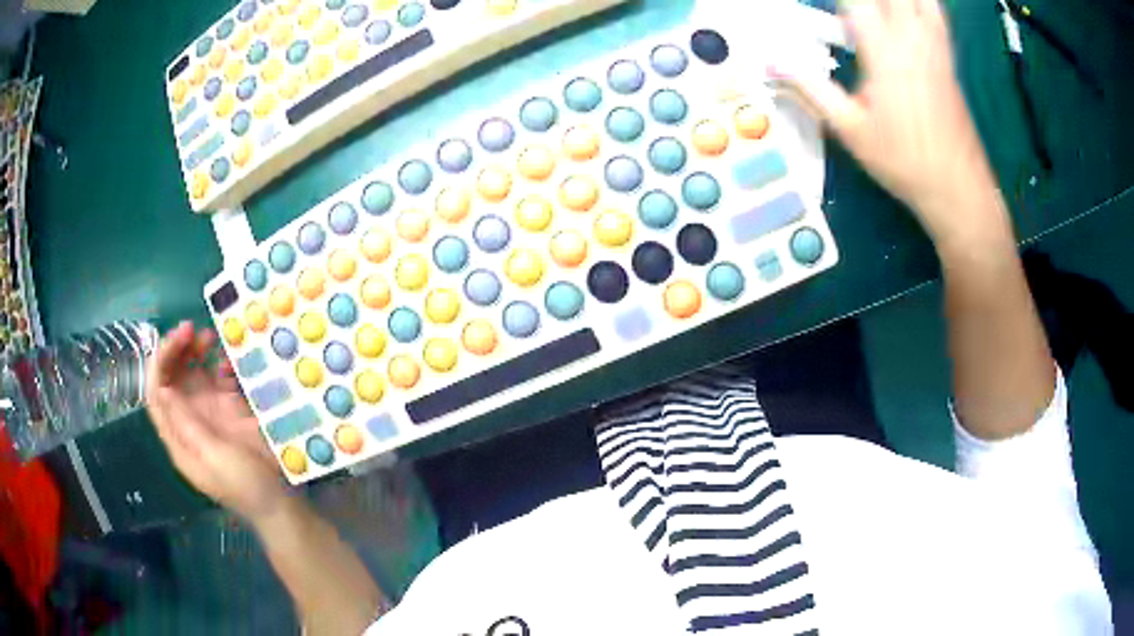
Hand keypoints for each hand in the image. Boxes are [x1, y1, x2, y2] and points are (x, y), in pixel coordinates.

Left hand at [145, 321, 288, 521]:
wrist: (280, 500)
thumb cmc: (245, 485)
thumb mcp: (213, 457)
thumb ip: (187, 424)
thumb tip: (162, 388)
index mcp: (179, 437)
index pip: (156, 394)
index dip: (159, 364)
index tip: (175, 340)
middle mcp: (188, 420)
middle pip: (172, 378)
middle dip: (177, 351)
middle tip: (192, 329)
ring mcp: (209, 413)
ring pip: (193, 374)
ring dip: (196, 352)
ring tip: (209, 337)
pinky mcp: (230, 409)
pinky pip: (218, 378)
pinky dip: (221, 364)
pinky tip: (229, 359)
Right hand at [777, 0, 1003, 240]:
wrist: (957, 189)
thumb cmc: (904, 161)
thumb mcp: (850, 129)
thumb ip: (810, 89)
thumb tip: (770, 64)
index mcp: (884, 49)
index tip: (816, 4)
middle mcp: (912, 36)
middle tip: (844, 10)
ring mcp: (935, 44)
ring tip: (874, 9)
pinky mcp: (947, 56)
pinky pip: (935, 10)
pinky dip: (919, 3)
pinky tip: (904, 10)